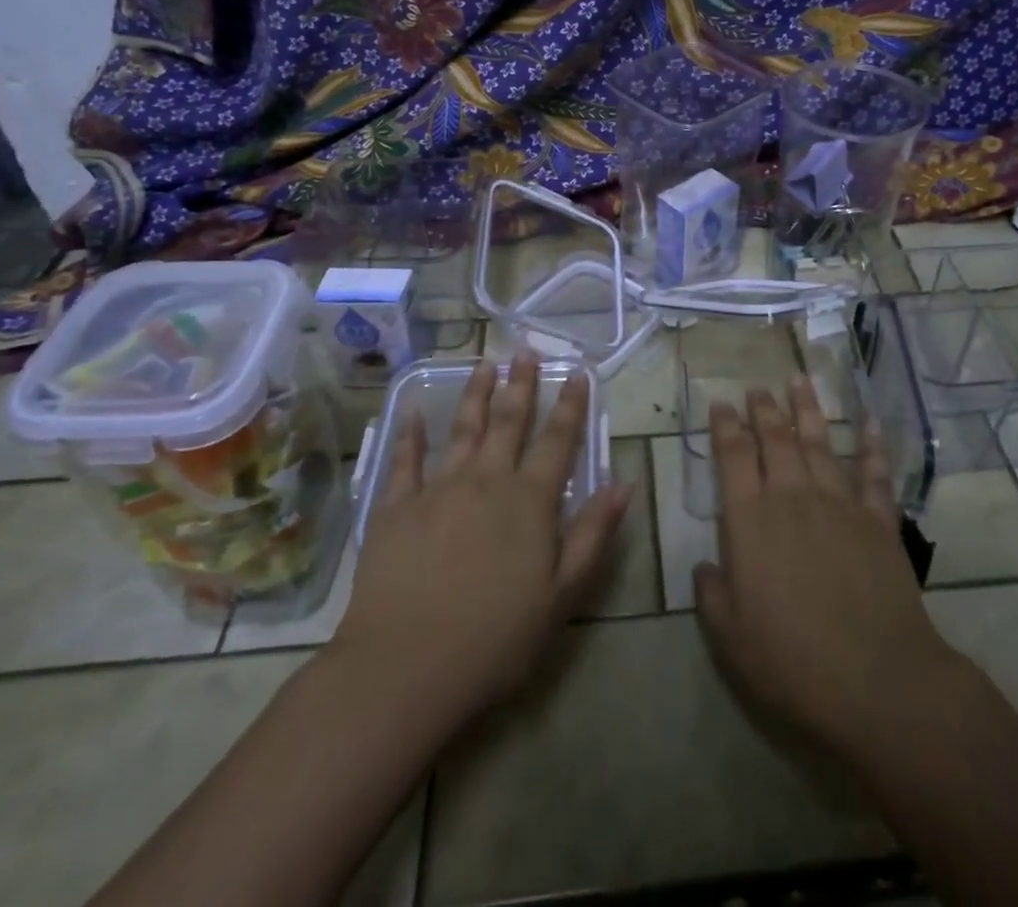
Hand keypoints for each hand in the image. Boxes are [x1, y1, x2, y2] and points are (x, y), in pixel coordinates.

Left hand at [330, 352, 631, 725]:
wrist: (405, 667)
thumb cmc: (495, 639)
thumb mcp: (561, 595)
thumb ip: (592, 534)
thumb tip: (622, 483)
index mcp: (529, 502)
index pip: (558, 442)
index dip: (571, 405)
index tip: (578, 373)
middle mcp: (486, 481)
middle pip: (508, 422)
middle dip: (521, 385)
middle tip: (525, 351)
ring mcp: (438, 490)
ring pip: (463, 429)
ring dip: (475, 394)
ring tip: (484, 363)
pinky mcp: (396, 508)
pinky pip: (405, 461)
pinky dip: (411, 434)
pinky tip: (412, 411)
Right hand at [695, 376, 961, 761]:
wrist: (876, 679)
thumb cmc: (792, 660)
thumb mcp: (730, 637)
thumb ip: (712, 594)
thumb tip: (704, 566)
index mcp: (751, 520)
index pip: (733, 457)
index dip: (725, 426)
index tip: (721, 403)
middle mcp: (793, 497)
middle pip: (775, 439)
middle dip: (763, 409)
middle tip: (756, 386)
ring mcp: (839, 504)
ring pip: (819, 443)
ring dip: (807, 410)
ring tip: (799, 380)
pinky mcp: (878, 520)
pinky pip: (874, 473)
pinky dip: (873, 445)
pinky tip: (871, 422)